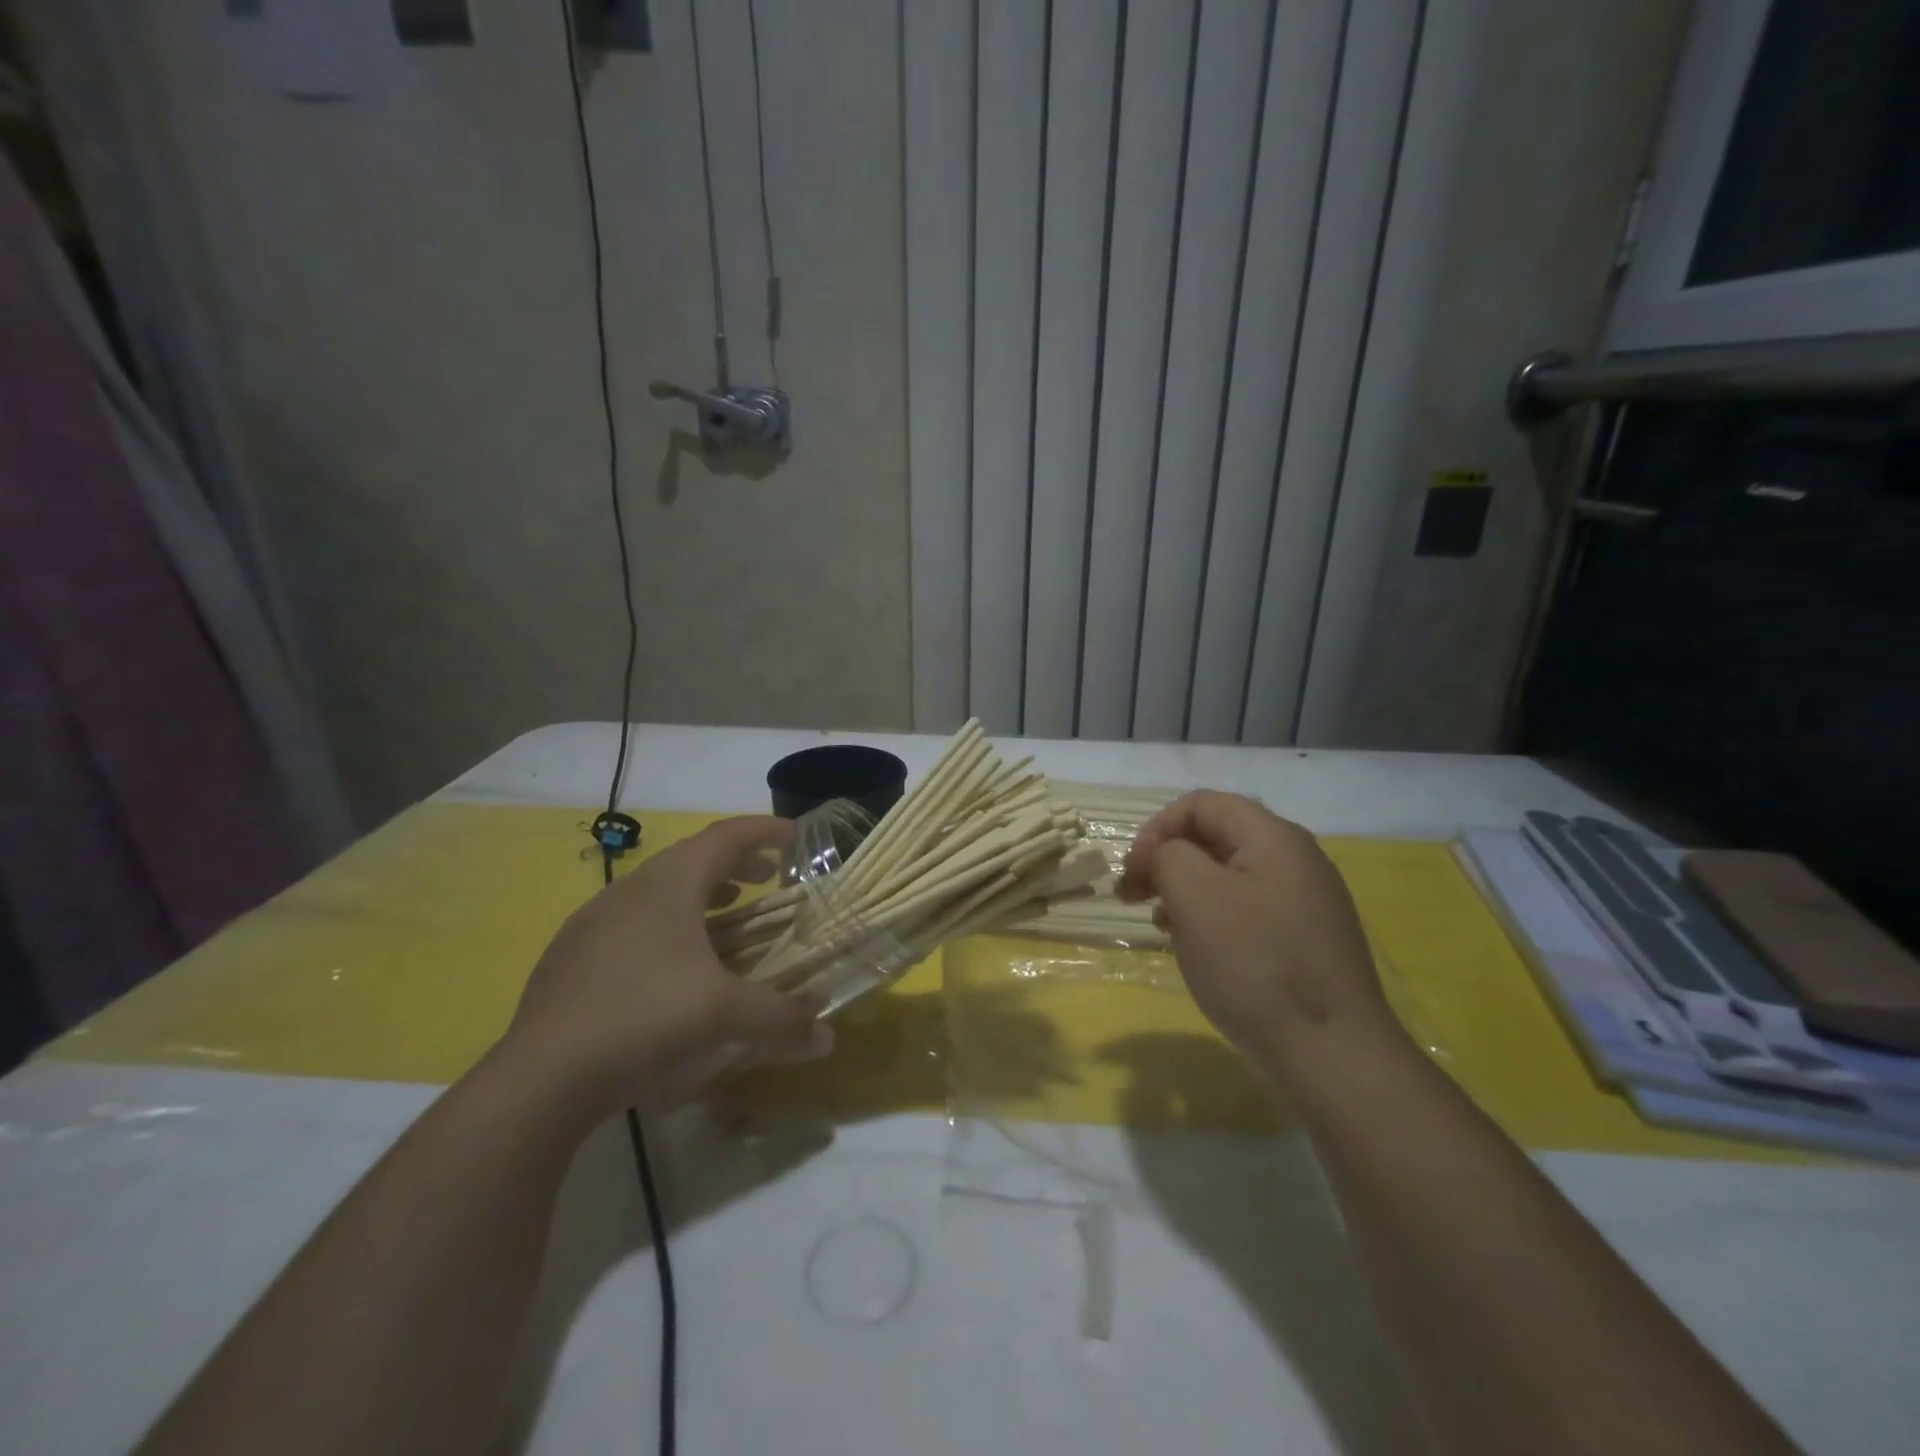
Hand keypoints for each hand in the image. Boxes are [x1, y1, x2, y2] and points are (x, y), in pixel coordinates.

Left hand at [501, 816, 832, 1122]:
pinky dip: (666, 922)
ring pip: (658, 888)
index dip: (763, 830)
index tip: (794, 835)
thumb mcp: (724, 1016)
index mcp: (668, 885)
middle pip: (692, 857)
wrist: (541, 1074)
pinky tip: (671, 963)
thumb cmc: (644, 1019)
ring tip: (727, 913)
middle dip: (735, 863)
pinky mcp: (571, 954)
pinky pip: (631, 919)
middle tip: (767, 877)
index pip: (725, 836)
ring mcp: (593, 920)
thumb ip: (782, 1020)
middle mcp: (629, 889)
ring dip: (700, 893)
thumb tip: (828, 1039)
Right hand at [1117, 792, 1401, 1087]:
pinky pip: (1247, 909)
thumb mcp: (1195, 895)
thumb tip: (1166, 857)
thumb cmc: (1255, 964)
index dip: (1156, 828)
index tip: (1133, 872)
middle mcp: (1296, 859)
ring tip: (1160, 924)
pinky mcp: (1307, 939)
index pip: (1201, 804)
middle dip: (1167, 859)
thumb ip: (1169, 855)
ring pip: (1229, 875)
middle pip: (1216, 836)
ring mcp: (1307, 901)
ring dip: (1185, 889)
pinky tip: (1197, 947)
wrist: (1332, 1053)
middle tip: (1133, 896)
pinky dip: (1212, 916)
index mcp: (1274, 837)